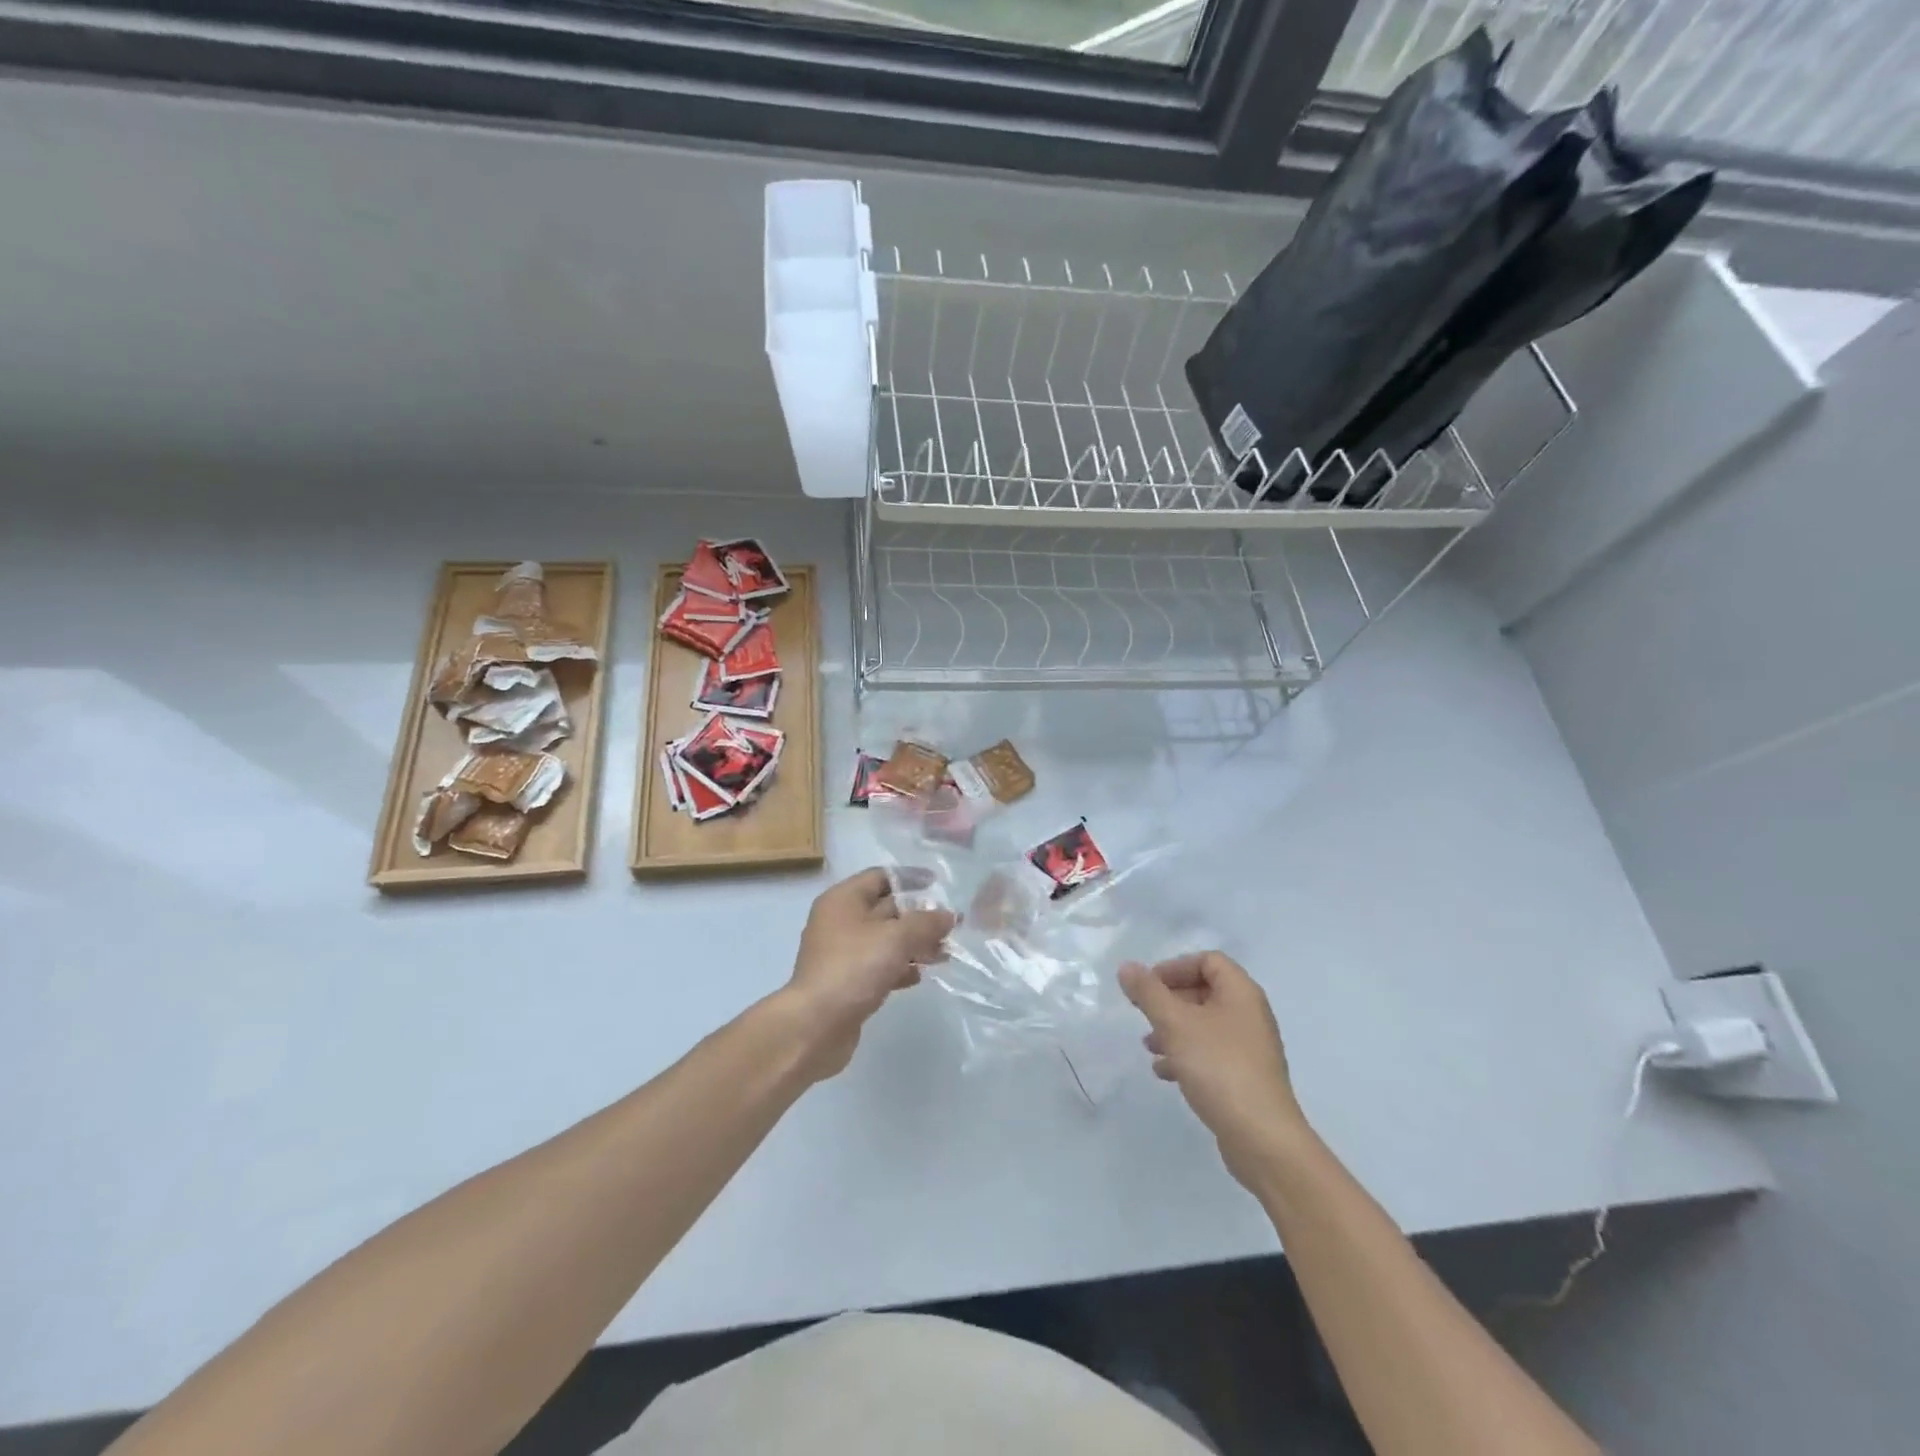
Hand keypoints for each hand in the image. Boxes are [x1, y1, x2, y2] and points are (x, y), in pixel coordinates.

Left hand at [781, 868, 954, 1080]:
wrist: (815, 1026)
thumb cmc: (854, 968)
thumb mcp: (896, 938)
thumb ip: (926, 923)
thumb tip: (948, 915)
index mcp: (843, 900)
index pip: (880, 876)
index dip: (910, 878)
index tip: (938, 884)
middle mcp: (840, 921)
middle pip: (885, 909)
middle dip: (918, 917)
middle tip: (950, 927)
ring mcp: (842, 953)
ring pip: (885, 940)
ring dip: (914, 945)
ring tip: (943, 954)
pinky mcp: (847, 982)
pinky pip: (879, 966)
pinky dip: (899, 967)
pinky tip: (918, 976)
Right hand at [1119, 953, 1310, 1188]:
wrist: (1263, 1138)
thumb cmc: (1218, 1068)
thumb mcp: (1175, 1024)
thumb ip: (1149, 993)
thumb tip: (1127, 967)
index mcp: (1241, 993)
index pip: (1208, 961)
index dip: (1175, 967)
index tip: (1149, 986)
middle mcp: (1249, 1014)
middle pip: (1205, 991)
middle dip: (1170, 1000)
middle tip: (1142, 1013)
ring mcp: (1249, 1048)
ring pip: (1204, 1024)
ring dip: (1173, 1029)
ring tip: (1149, 1047)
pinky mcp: (1244, 1077)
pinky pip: (1210, 1053)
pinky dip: (1186, 1055)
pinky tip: (1165, 1073)